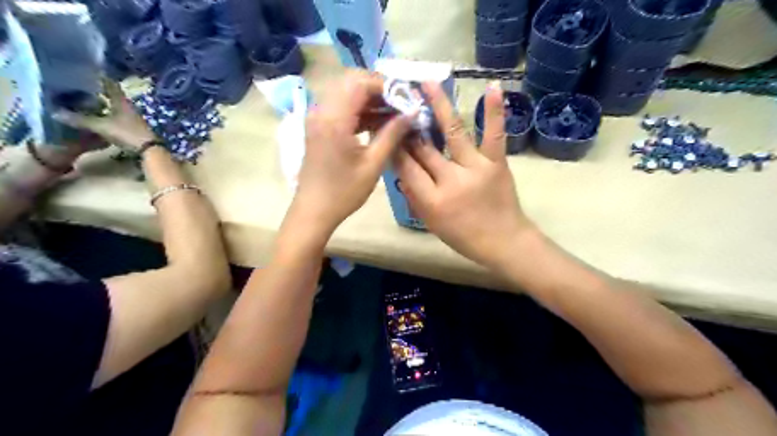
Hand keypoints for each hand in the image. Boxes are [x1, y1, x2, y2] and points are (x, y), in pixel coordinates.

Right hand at [53, 78, 156, 150]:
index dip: (99, 77)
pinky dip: (105, 115)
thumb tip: (54, 112)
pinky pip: (116, 117)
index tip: (84, 70)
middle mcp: (127, 106)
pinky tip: (97, 118)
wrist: (150, 150)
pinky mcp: (132, 127)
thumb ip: (80, 119)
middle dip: (97, 90)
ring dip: (101, 103)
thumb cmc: (127, 133)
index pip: (110, 84)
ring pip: (114, 106)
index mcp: (121, 101)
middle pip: (112, 95)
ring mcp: (131, 117)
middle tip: (78, 86)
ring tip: (83, 101)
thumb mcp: (102, 126)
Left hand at [289, 70, 411, 233]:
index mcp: (334, 119)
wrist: (314, 210)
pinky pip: (341, 107)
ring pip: (346, 92)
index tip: (406, 98)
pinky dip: (359, 110)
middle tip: (400, 104)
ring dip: (370, 99)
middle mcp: (322, 111)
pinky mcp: (318, 126)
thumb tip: (412, 113)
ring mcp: (317, 117)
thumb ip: (393, 134)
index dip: (386, 85)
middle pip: (351, 81)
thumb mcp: (373, 164)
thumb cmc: (344, 192)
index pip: (360, 82)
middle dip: (378, 89)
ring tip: (394, 114)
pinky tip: (378, 122)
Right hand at [395, 81, 535, 266]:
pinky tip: (492, 87)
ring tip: (427, 83)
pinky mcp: (497, 163)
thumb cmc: (464, 237)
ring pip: (454, 133)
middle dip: (409, 126)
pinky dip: (495, 111)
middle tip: (399, 104)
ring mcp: (476, 168)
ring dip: (439, 106)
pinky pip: (495, 135)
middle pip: (424, 148)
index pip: (406, 167)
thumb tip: (400, 171)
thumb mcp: (431, 223)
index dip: (393, 146)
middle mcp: (451, 180)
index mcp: (433, 200)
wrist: (504, 242)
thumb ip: (414, 197)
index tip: (385, 127)